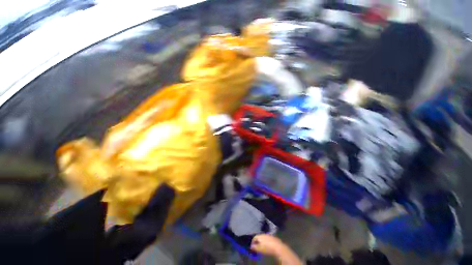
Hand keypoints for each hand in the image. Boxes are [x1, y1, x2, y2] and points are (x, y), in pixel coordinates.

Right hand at [251, 235, 302, 264]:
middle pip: (259, 237)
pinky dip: (267, 242)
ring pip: (264, 238)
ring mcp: (269, 235)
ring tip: (262, 247)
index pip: (254, 237)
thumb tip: (251, 246)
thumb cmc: (267, 248)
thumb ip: (254, 247)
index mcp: (260, 235)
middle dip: (257, 241)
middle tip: (257, 247)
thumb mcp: (259, 249)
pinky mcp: (274, 238)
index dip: (252, 242)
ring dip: (262, 242)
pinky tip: (268, 246)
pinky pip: (268, 239)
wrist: (278, 247)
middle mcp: (264, 234)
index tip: (252, 247)